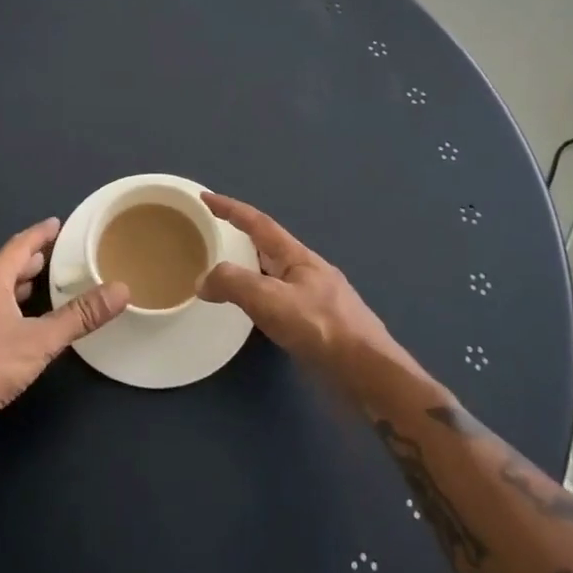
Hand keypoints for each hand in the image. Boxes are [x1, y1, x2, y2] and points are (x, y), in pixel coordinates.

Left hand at [0, 218, 127, 428]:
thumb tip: (120, 290)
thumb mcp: (41, 340)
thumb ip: (80, 316)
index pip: (18, 246)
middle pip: (4, 267)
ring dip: (16, 284)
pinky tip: (15, 324)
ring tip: (39, 286)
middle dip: (29, 259)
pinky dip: (5, 305)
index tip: (56, 224)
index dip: (39, 234)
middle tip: (54, 255)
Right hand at [199, 193, 395, 377]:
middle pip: (268, 246)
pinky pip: (280, 300)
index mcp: (297, 256)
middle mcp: (307, 271)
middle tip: (211, 238)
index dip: (230, 208)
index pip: (258, 223)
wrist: (369, 375)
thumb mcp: (271, 301)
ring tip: (224, 275)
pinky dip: (259, 298)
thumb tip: (203, 280)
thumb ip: (234, 284)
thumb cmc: (322, 329)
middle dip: (240, 238)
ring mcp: (316, 298)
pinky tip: (253, 314)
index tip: (205, 198)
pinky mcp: (318, 325)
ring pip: (274, 275)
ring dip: (249, 270)